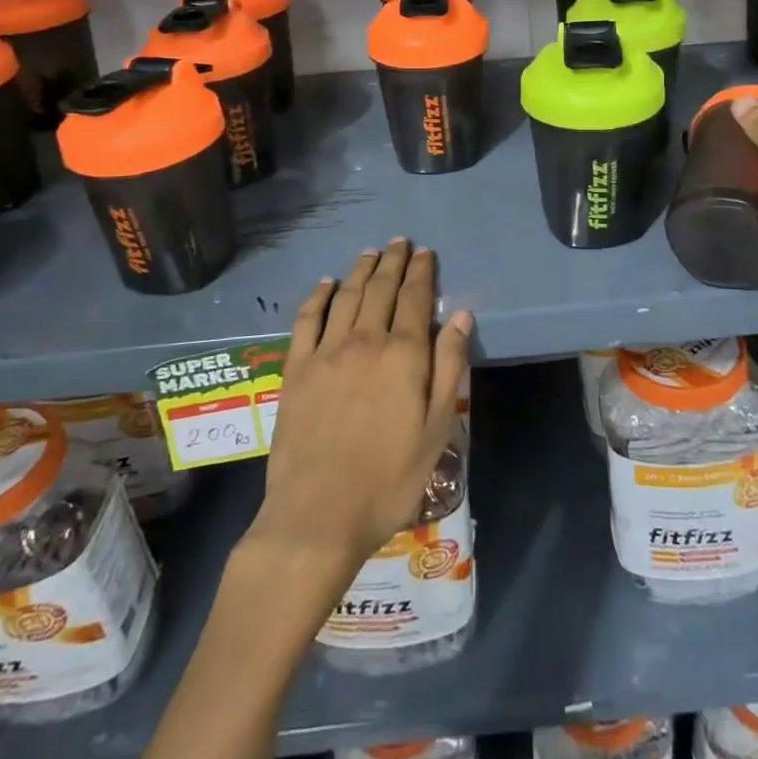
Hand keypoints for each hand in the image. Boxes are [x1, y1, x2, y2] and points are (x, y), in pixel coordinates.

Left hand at [248, 240, 472, 581]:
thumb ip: (449, 367)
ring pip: (345, 297)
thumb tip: (461, 316)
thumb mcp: (437, 428)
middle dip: (392, 262)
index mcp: (403, 354)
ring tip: (370, 253)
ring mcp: (325, 353)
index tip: (425, 252)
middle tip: (400, 243)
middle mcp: (364, 341)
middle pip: (380, 289)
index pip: (415, 298)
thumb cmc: (389, 478)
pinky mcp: (296, 370)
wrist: (318, 515)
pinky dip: (317, 296)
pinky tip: (325, 284)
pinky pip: (306, 320)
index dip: (421, 272)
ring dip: (359, 270)